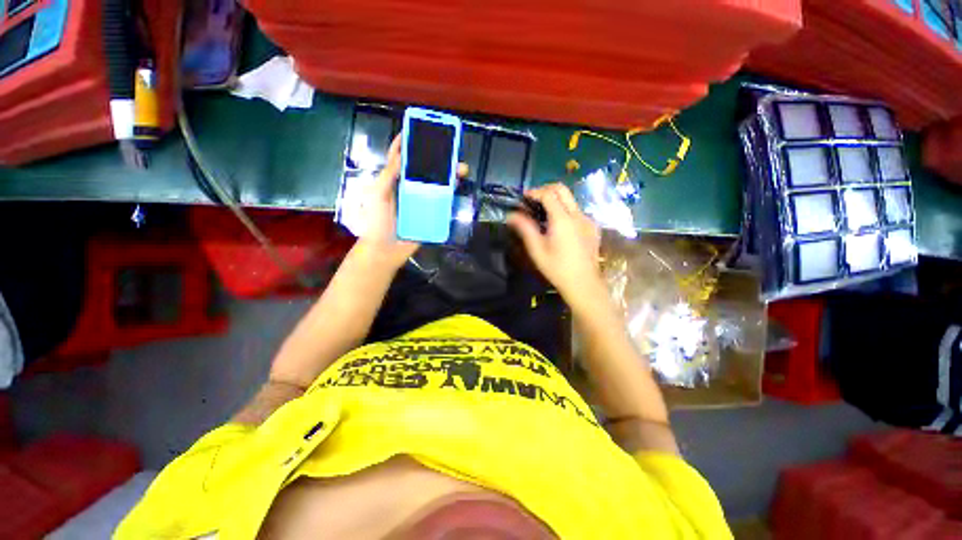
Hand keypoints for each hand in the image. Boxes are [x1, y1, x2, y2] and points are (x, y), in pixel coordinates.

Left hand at [355, 135, 468, 269]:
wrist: (386, 250)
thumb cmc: (376, 222)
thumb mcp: (377, 195)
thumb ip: (388, 175)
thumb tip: (402, 153)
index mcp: (394, 181)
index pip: (401, 157)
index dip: (408, 143)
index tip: (418, 129)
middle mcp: (409, 188)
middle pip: (424, 169)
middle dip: (437, 158)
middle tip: (451, 150)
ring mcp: (421, 201)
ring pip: (437, 184)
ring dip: (449, 175)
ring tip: (461, 169)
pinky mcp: (430, 214)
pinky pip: (442, 202)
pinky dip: (450, 193)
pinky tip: (457, 187)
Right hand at [507, 183, 603, 308]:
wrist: (583, 284)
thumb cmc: (557, 268)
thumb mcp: (537, 249)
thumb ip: (525, 229)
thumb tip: (511, 215)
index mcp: (563, 219)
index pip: (548, 194)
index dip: (535, 192)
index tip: (524, 197)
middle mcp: (578, 215)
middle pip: (562, 190)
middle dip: (546, 189)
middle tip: (533, 199)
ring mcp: (588, 220)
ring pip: (571, 200)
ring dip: (556, 200)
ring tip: (543, 213)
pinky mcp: (593, 228)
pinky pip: (578, 211)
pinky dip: (565, 211)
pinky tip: (559, 226)